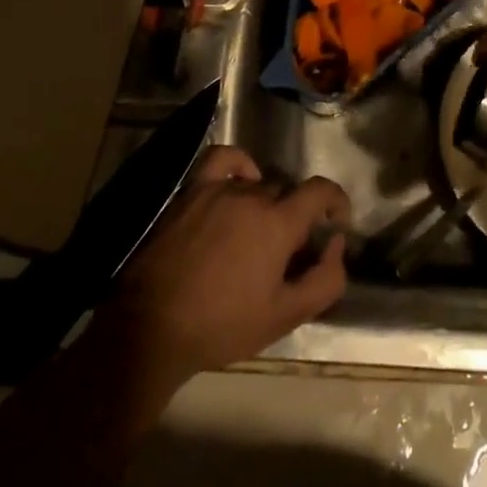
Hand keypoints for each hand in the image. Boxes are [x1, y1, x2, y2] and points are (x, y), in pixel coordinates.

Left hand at [103, 146, 350, 387]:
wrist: (150, 327)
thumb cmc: (221, 325)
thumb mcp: (283, 317)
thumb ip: (324, 280)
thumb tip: (337, 246)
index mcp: (279, 222)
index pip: (321, 190)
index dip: (336, 202)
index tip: (336, 223)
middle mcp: (252, 195)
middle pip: (288, 192)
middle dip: (297, 216)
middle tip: (288, 251)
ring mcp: (218, 189)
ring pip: (258, 184)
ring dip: (267, 204)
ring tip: (257, 234)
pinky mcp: (190, 191)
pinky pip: (222, 159)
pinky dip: (239, 165)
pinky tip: (240, 183)